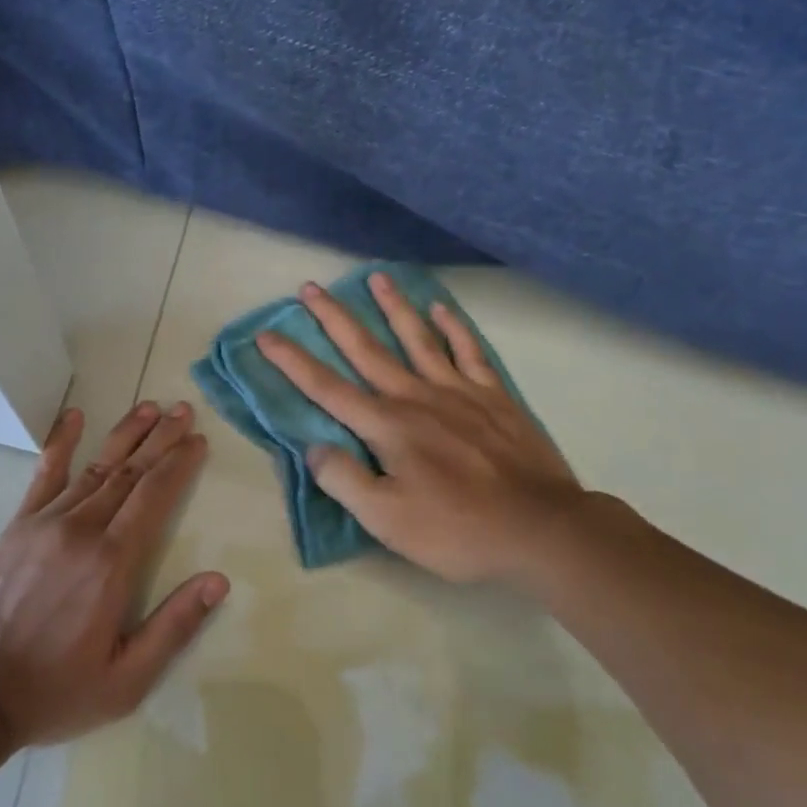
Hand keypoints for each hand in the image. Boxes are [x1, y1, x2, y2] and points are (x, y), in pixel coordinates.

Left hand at [0, 401, 227, 749]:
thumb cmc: (51, 692)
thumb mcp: (125, 681)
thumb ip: (174, 627)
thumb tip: (218, 580)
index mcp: (111, 563)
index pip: (154, 497)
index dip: (178, 465)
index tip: (198, 440)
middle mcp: (81, 530)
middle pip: (129, 472)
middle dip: (160, 439)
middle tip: (183, 410)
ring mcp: (44, 523)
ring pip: (94, 467)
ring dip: (125, 434)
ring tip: (148, 408)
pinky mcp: (15, 526)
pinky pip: (43, 475)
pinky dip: (61, 443)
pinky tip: (74, 417)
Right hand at [257, 273, 587, 585]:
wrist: (541, 529)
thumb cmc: (457, 530)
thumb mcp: (387, 520)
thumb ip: (344, 480)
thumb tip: (313, 447)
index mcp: (386, 426)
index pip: (326, 388)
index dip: (292, 361)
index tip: (266, 334)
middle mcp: (415, 396)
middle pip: (366, 349)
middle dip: (333, 318)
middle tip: (309, 288)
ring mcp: (457, 391)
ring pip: (417, 338)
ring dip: (393, 306)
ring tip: (375, 276)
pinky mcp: (493, 396)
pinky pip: (468, 351)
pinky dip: (453, 327)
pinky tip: (441, 308)